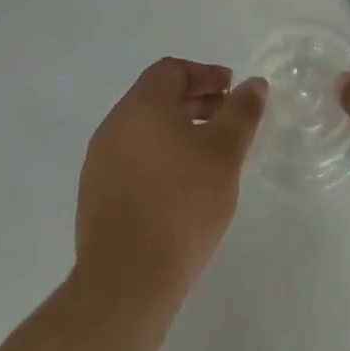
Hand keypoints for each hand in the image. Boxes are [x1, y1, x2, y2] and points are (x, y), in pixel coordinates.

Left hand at [76, 59, 265, 298]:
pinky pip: (132, 159)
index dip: (205, 74)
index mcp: (141, 106)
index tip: (231, 90)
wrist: (127, 280)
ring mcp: (100, 162)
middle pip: (156, 97)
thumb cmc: (182, 203)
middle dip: (194, 101)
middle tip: (226, 120)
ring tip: (208, 155)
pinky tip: (181, 186)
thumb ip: (241, 112)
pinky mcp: (96, 195)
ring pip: (144, 129)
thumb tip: (253, 84)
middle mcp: (114, 125)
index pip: (171, 70)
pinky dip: (159, 156)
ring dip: (177, 130)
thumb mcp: (224, 152)